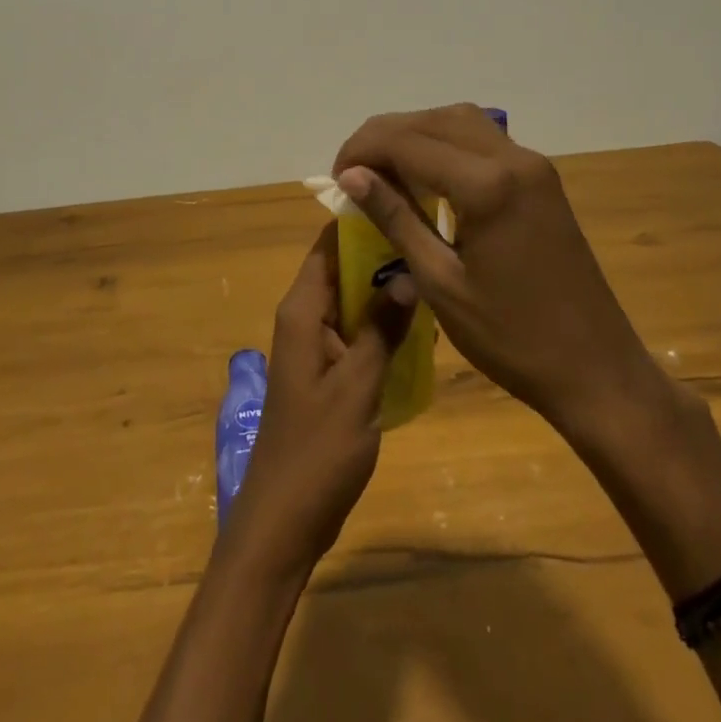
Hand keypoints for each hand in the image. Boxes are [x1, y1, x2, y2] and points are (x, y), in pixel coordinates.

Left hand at [224, 221, 411, 573]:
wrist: (284, 521)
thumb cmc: (317, 451)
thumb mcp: (358, 386)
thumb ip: (382, 329)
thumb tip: (407, 273)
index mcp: (302, 310)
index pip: (328, 245)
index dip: (359, 221)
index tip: (402, 200)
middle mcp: (305, 317)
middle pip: (343, 268)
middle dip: (382, 255)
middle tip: (433, 241)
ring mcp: (316, 345)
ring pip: (354, 300)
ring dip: (387, 292)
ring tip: (436, 278)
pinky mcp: (327, 371)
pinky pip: (357, 331)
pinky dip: (383, 325)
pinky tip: (422, 330)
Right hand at [333, 104, 666, 441]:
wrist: (597, 371)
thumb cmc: (512, 339)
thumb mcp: (440, 282)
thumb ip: (395, 217)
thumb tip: (350, 175)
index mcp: (486, 185)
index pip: (407, 141)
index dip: (362, 150)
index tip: (336, 178)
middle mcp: (512, 159)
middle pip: (433, 120)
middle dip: (385, 136)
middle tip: (354, 171)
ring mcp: (532, 165)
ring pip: (460, 121)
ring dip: (416, 134)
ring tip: (384, 169)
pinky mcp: (541, 179)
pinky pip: (483, 140)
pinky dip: (446, 144)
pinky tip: (427, 175)